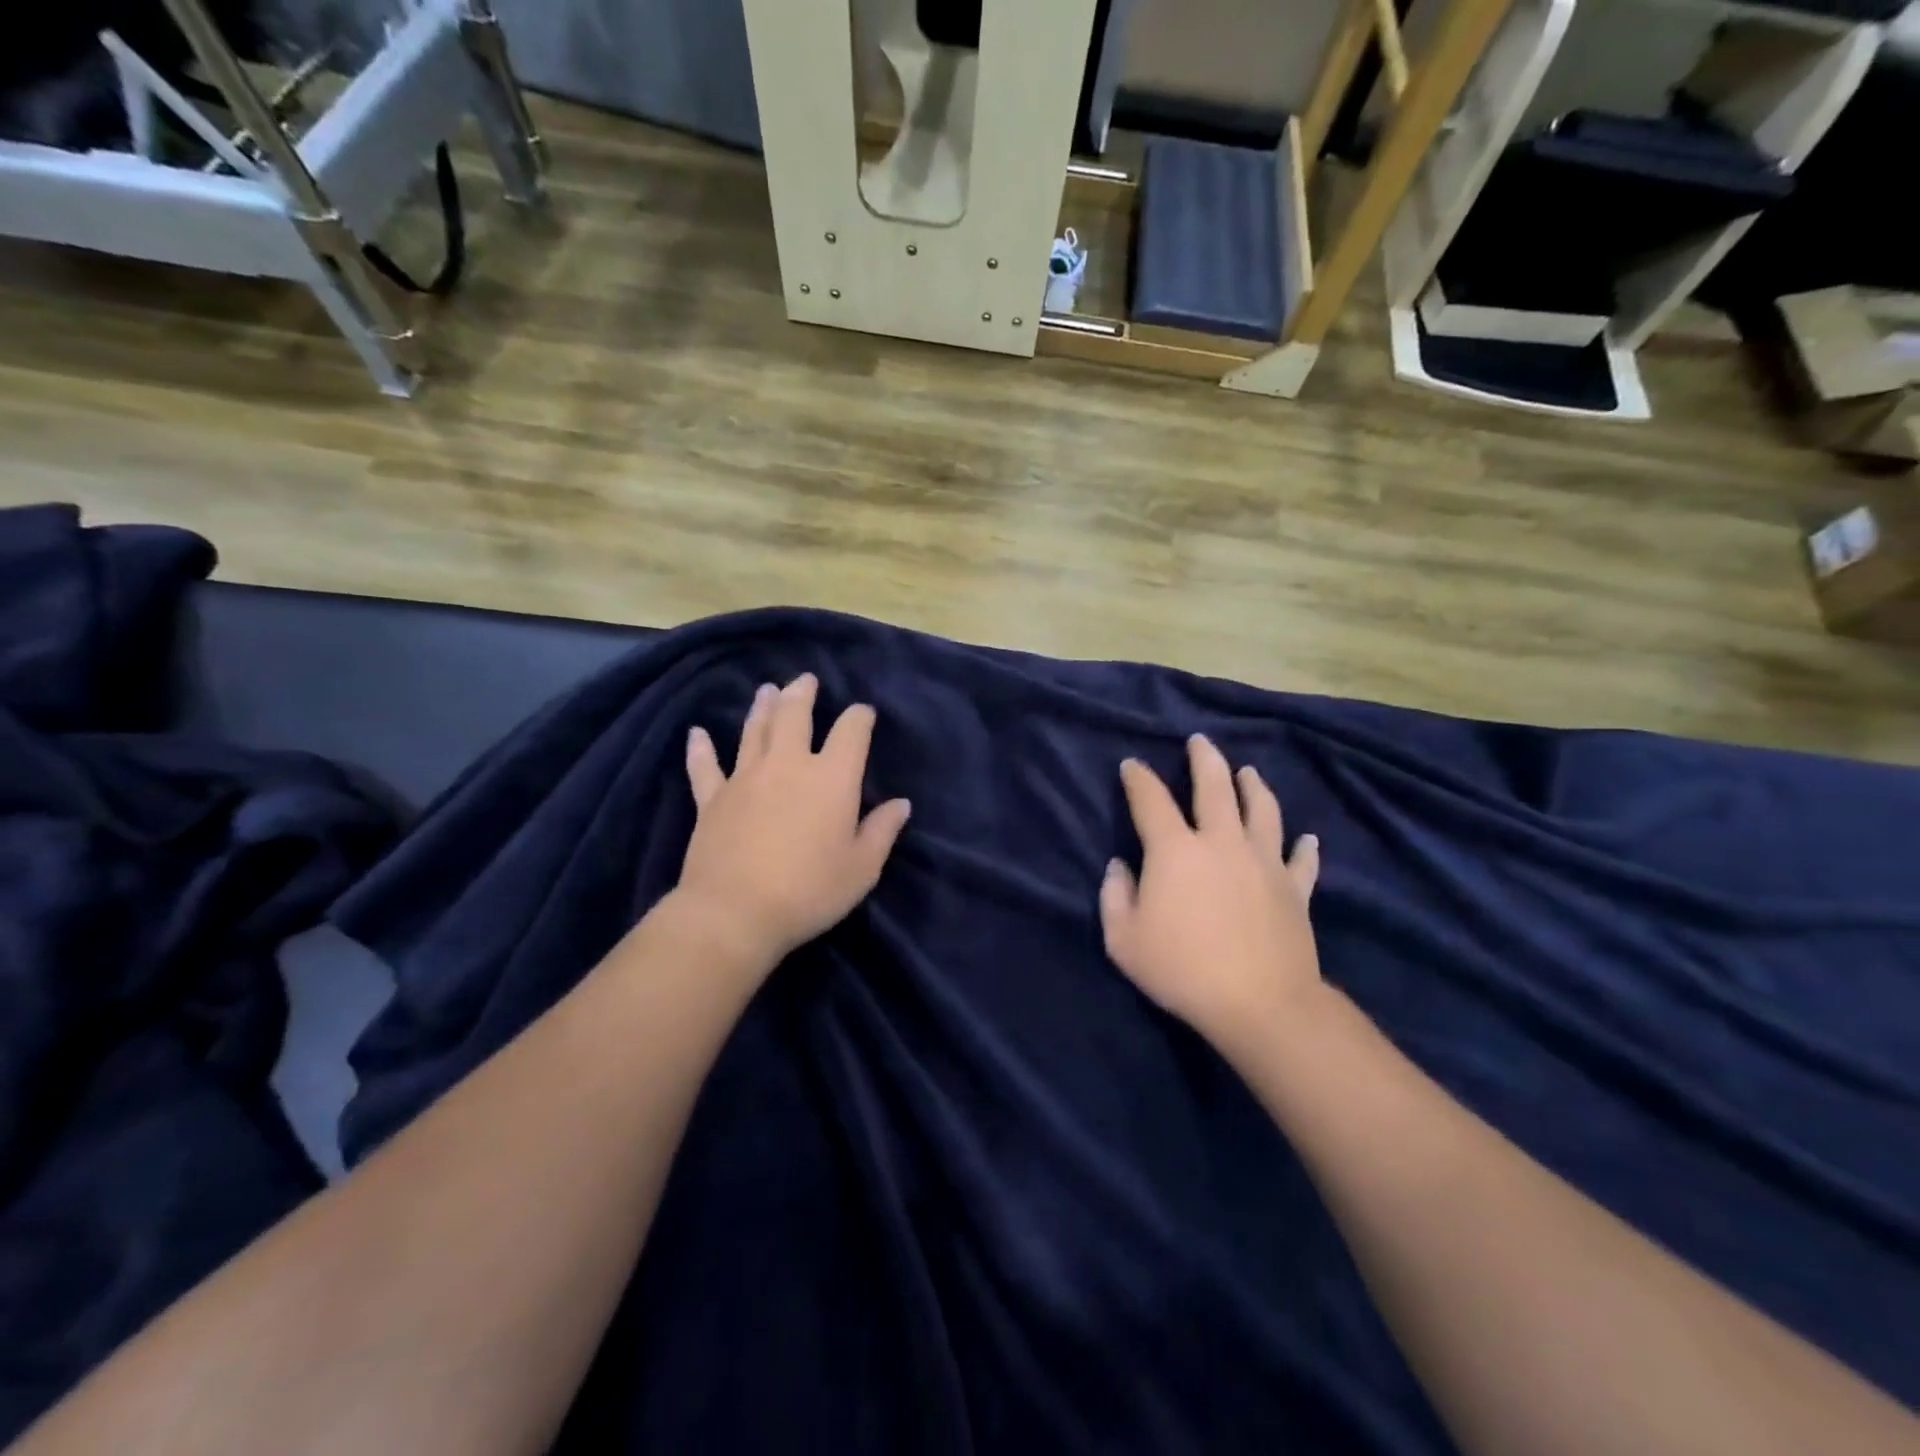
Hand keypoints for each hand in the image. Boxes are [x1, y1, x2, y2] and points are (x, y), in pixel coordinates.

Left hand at [675, 673, 910, 967]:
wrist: (735, 912)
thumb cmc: (809, 891)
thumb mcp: (861, 868)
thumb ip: (882, 831)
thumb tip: (901, 804)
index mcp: (831, 778)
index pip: (851, 732)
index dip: (859, 717)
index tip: (863, 713)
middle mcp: (788, 765)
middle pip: (795, 716)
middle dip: (803, 694)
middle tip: (806, 680)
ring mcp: (745, 778)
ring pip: (754, 731)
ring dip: (762, 707)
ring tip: (767, 690)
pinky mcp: (712, 799)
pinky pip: (705, 767)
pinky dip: (700, 749)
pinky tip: (696, 733)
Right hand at [1100, 735, 1323, 1060]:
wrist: (1260, 1003)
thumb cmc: (1182, 970)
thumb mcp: (1124, 940)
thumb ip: (1114, 897)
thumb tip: (1119, 867)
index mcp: (1175, 850)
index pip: (1151, 800)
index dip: (1138, 779)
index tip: (1132, 765)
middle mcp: (1221, 842)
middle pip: (1214, 787)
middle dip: (1204, 759)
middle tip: (1200, 741)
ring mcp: (1264, 862)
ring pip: (1262, 810)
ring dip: (1254, 787)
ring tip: (1249, 772)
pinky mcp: (1295, 888)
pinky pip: (1302, 860)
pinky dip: (1305, 846)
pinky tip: (1307, 838)